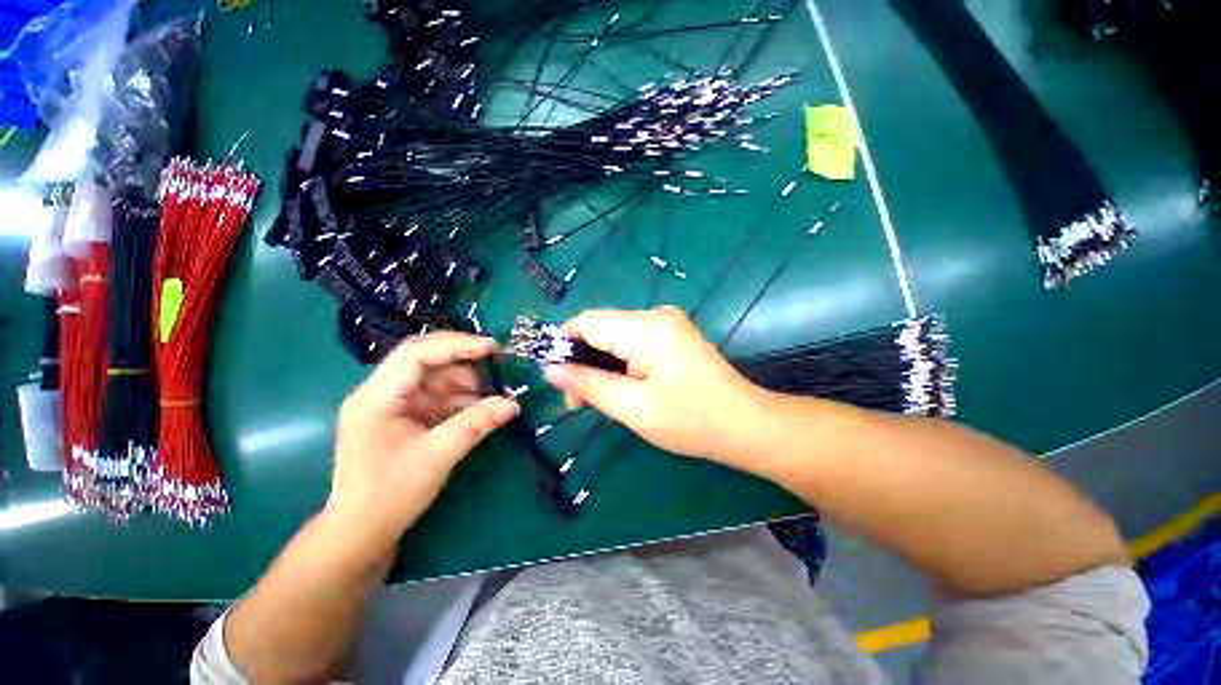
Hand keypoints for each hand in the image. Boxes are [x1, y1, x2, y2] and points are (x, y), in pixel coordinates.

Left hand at [326, 332, 518, 548]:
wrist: (361, 534)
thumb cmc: (390, 496)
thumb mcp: (437, 456)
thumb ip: (476, 424)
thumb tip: (513, 404)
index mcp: (376, 397)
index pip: (416, 354)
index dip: (456, 345)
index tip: (492, 348)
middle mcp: (381, 393)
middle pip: (425, 359)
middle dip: (463, 358)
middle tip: (497, 361)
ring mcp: (393, 404)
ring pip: (435, 376)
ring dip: (466, 381)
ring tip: (494, 392)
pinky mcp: (404, 416)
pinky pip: (437, 396)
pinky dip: (461, 398)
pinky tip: (481, 407)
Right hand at [544, 306, 764, 462]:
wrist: (745, 425)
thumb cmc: (690, 420)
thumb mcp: (632, 407)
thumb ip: (588, 384)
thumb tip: (551, 369)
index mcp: (645, 328)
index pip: (587, 322)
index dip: (563, 345)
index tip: (556, 380)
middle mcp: (655, 315)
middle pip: (601, 328)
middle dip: (583, 361)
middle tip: (578, 400)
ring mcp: (668, 323)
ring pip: (616, 336)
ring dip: (601, 364)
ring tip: (599, 398)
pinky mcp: (674, 335)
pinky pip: (633, 341)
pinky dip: (620, 362)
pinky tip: (622, 386)